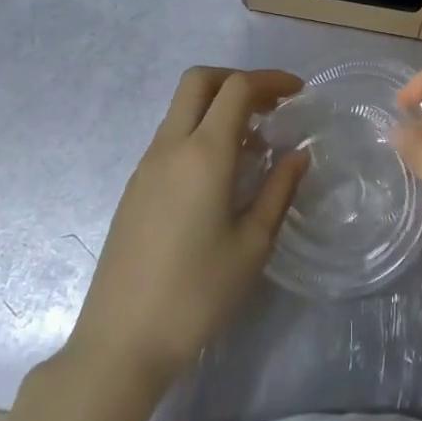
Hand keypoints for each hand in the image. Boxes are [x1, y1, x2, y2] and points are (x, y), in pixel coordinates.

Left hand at [69, 67, 306, 388]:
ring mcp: (146, 165)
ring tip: (254, 143)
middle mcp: (170, 147)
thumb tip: (298, 154)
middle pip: (199, 81)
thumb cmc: (198, 293)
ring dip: (218, 107)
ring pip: (182, 108)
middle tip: (271, 106)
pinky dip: (200, 132)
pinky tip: (221, 173)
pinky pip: (171, 137)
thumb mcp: (253, 244)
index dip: (271, 80)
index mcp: (203, 154)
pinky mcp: (135, 187)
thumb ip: (278, 190)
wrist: (122, 340)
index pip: (237, 88)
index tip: (299, 92)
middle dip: (238, 80)